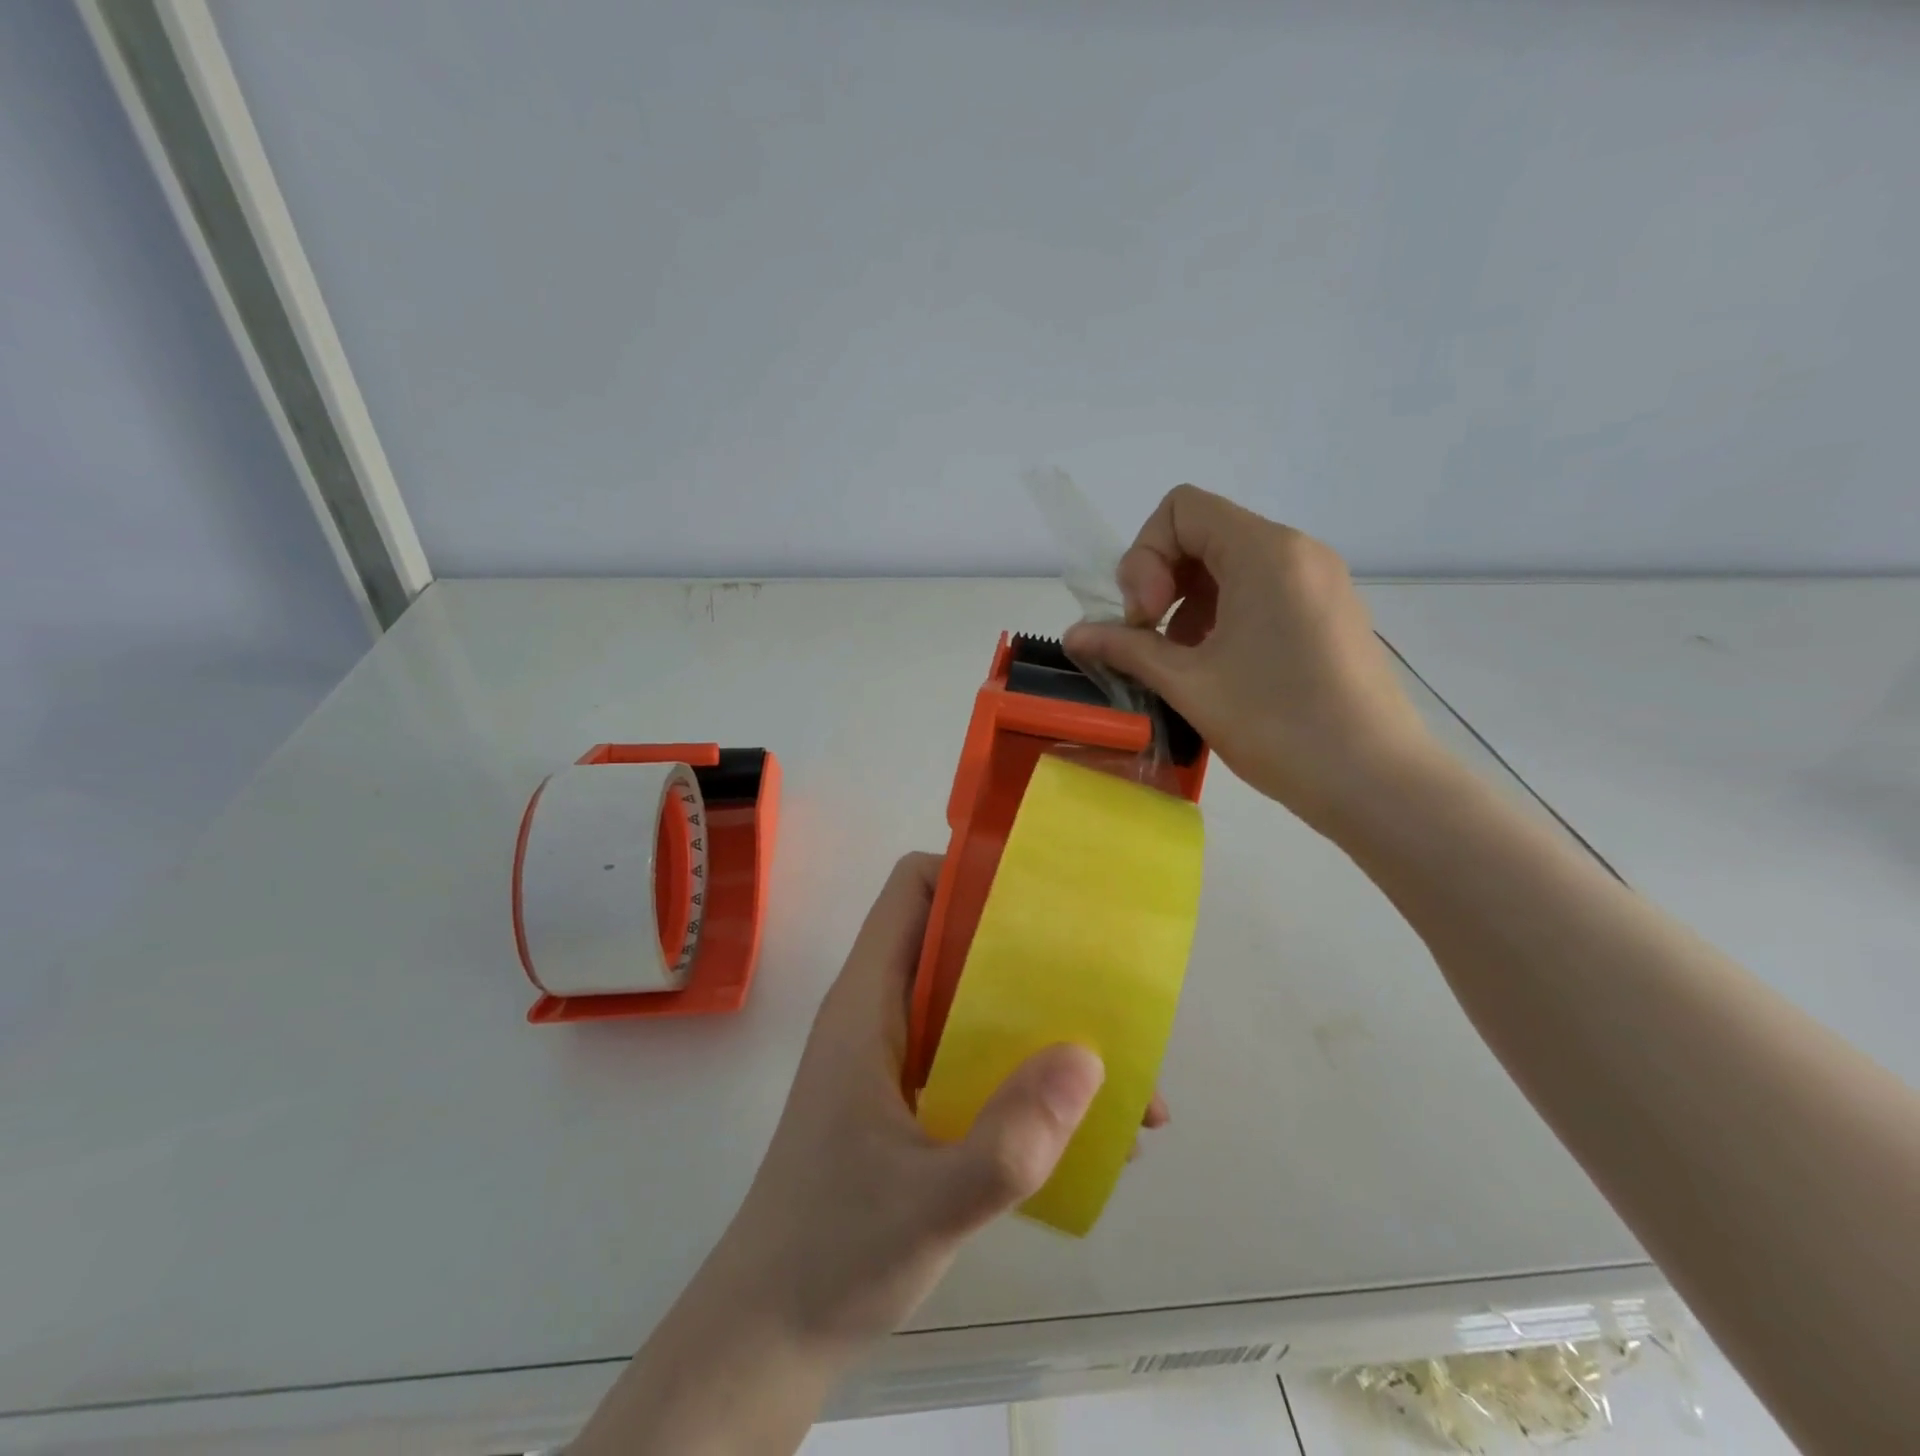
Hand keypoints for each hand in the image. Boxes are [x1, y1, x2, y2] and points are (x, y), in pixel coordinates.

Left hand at [576, 854, 1109, 1453]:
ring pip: (974, 1005)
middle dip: (1031, 955)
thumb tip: (1088, 1058)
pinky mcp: (911, 1101)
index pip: (912, 891)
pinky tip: (1083, 1128)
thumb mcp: (930, 1205)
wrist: (770, 1336)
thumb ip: (1009, 1141)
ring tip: (1117, 1071)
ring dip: (1040, 1025)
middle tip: (1101, 982)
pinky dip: (1025, 1074)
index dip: (969, 874)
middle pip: (957, 942)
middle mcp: (882, 1014)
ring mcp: (897, 1058)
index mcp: (868, 1003)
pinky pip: (976, 1059)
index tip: (1041, 898)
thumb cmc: (831, 1256)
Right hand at [1066, 484, 1433, 830]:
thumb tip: (1074, 635)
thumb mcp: (1189, 684)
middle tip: (1151, 640)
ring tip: (1181, 663)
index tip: (1146, 617)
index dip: (1145, 556)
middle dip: (1161, 579)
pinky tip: (1216, 668)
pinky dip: (1222, 616)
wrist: (1376, 781)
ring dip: (1187, 604)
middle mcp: (1296, 551)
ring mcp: (1318, 582)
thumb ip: (1125, 649)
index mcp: (1265, 552)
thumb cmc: (1278, 724)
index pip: (1181, 508)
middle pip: (1204, 533)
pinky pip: (1259, 591)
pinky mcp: (1328, 613)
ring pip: (1230, 565)